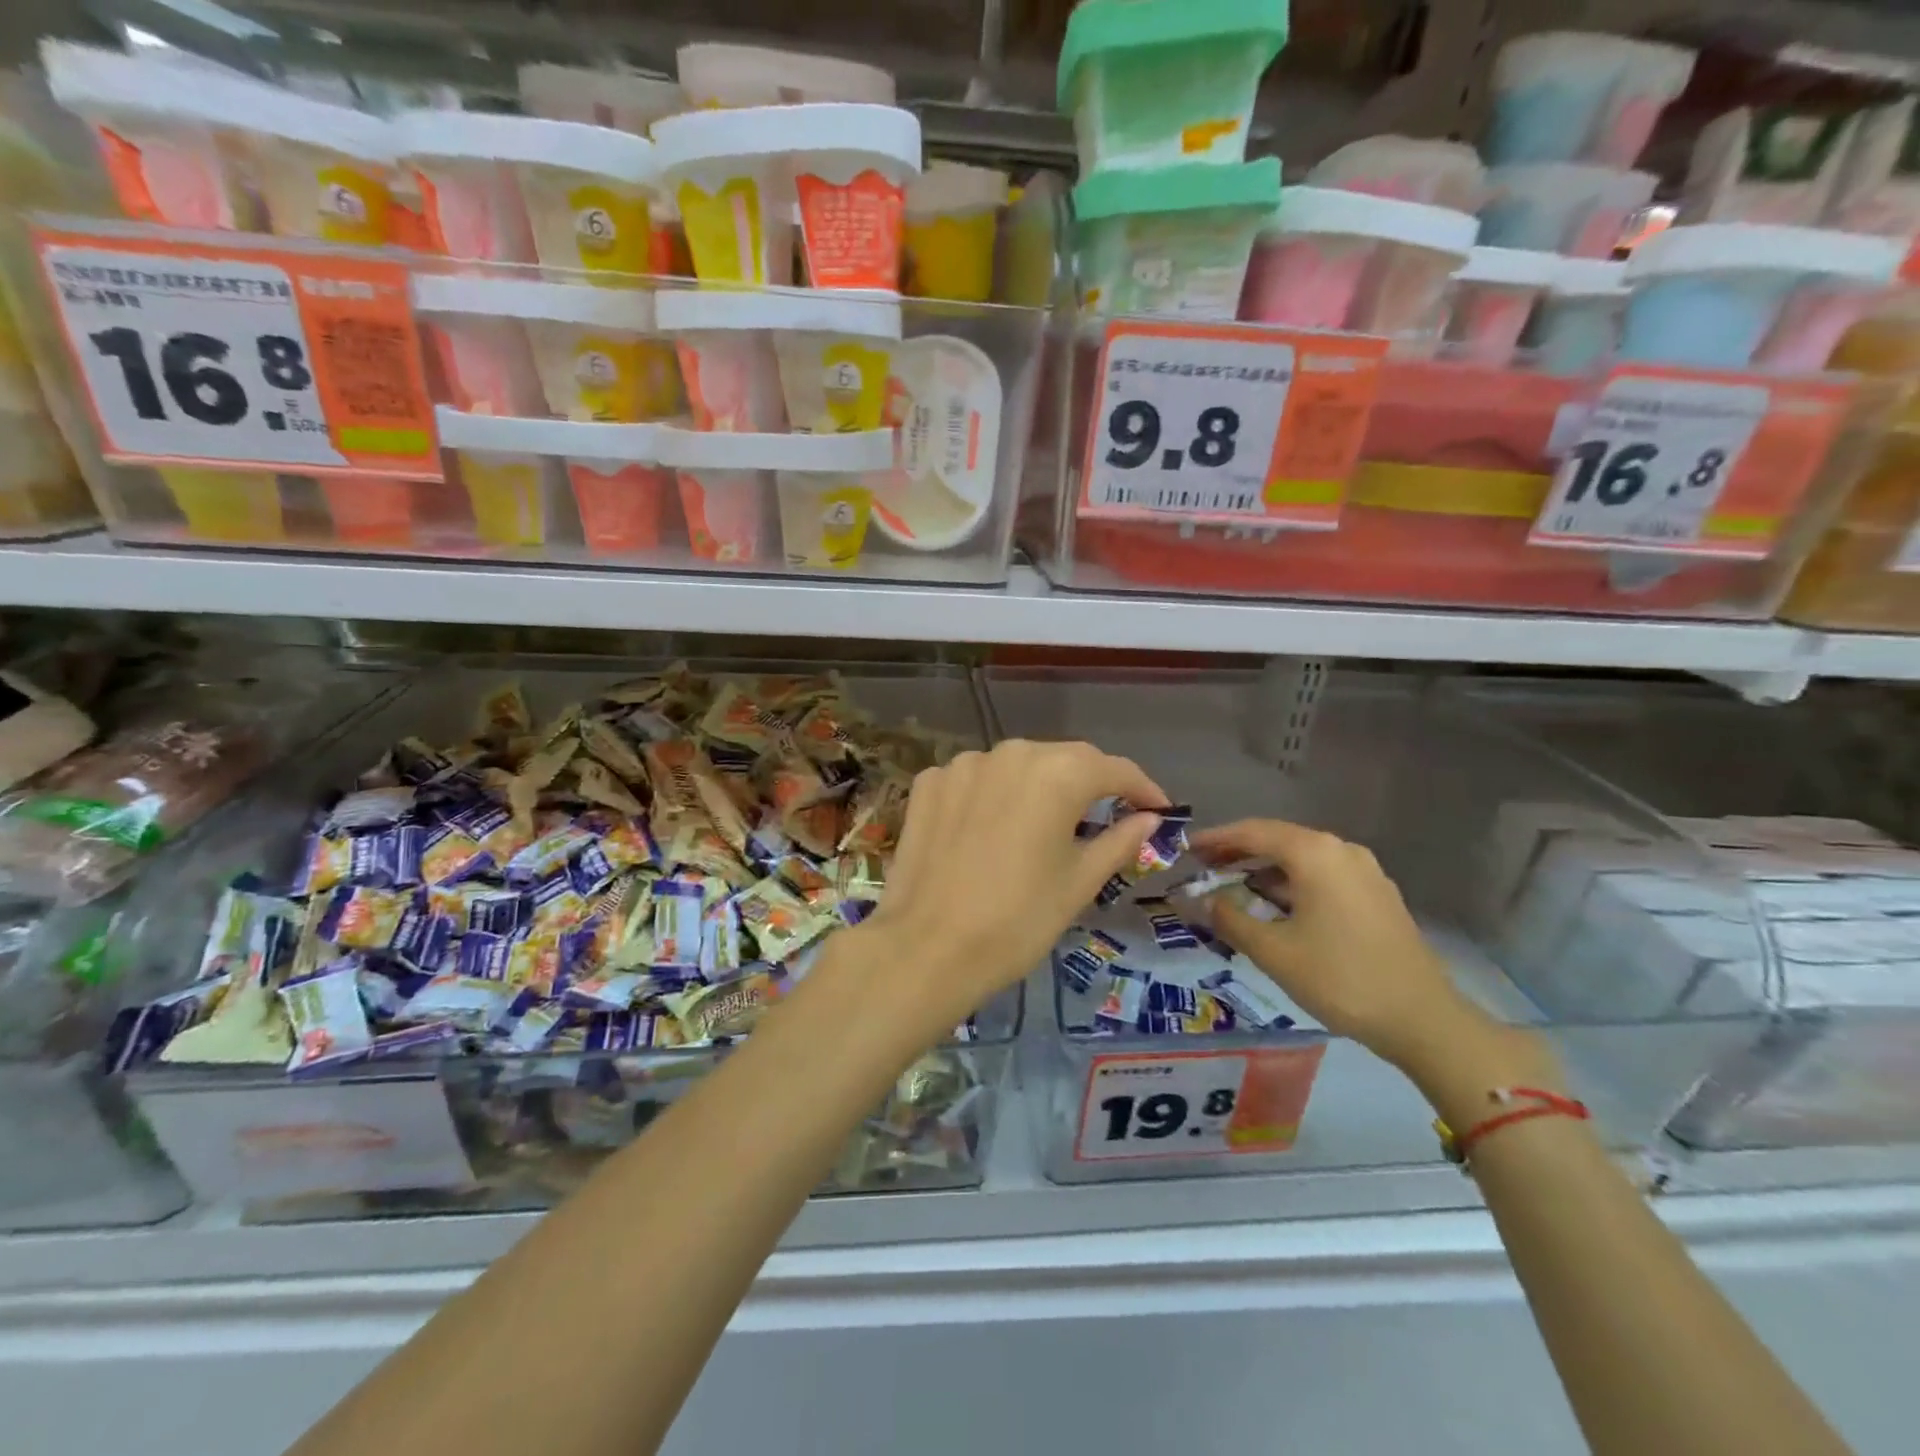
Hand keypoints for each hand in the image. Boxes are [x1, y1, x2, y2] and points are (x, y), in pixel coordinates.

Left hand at [861, 739, 1168, 1033]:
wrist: (928, 948)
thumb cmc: (1018, 920)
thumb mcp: (1079, 882)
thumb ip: (1119, 840)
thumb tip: (1148, 818)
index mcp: (1056, 773)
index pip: (1113, 768)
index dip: (1141, 788)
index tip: (1157, 809)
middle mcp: (1010, 753)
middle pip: (1063, 759)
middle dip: (1090, 783)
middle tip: (1107, 815)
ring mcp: (962, 765)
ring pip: (1016, 766)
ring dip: (1037, 786)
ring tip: (1045, 822)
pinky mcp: (928, 784)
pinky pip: (974, 780)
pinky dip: (991, 794)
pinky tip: (991, 826)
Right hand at [1187, 819, 1491, 1074]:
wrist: (1422, 1019)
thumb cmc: (1340, 978)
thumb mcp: (1273, 951)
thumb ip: (1231, 919)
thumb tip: (1204, 901)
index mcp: (1314, 853)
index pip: (1252, 832)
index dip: (1216, 839)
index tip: (1187, 849)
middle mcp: (1341, 850)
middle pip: (1278, 839)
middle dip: (1238, 852)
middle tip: (1204, 867)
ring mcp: (1365, 871)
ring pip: (1301, 858)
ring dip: (1265, 869)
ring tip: (1233, 886)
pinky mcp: (1377, 895)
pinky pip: (1322, 875)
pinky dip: (1291, 882)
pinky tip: (1275, 905)